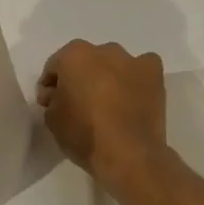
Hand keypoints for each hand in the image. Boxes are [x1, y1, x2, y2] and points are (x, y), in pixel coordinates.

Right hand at [37, 40, 169, 188]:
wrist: (129, 154)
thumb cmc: (84, 134)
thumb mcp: (52, 119)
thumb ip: (52, 99)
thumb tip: (57, 94)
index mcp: (74, 56)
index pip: (55, 66)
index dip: (49, 85)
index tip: (49, 103)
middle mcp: (103, 50)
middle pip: (86, 61)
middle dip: (80, 77)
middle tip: (78, 102)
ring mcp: (132, 60)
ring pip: (114, 63)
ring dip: (108, 76)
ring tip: (108, 102)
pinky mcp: (154, 74)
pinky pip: (141, 68)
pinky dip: (135, 78)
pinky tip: (132, 95)